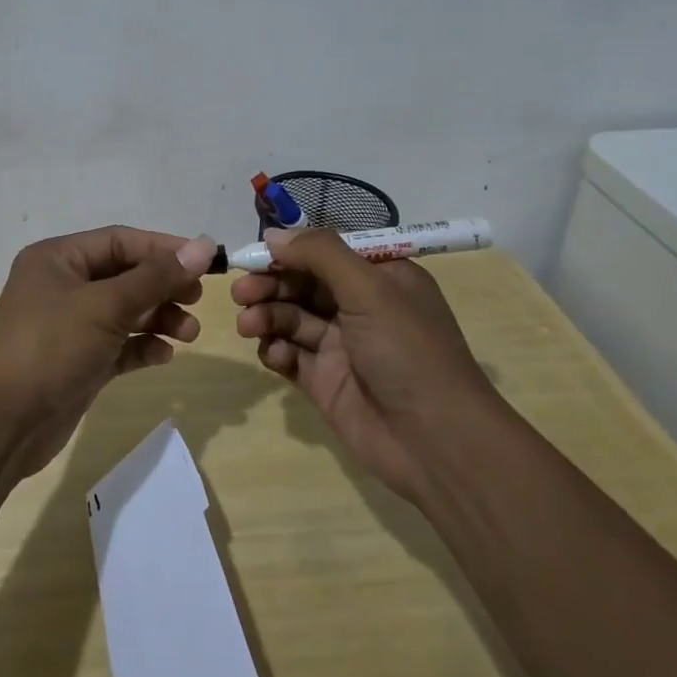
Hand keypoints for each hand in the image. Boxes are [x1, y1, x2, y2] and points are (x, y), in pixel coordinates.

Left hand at [0, 226, 217, 478]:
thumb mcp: (105, 306)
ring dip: (159, 319)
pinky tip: (164, 356)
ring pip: (125, 312)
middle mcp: (63, 286)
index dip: (164, 249)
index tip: (206, 262)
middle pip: (125, 276)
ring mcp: (70, 327)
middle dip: (163, 287)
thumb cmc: (50, 348)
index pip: (120, 241)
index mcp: (59, 259)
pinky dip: (142, 347)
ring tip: (189, 334)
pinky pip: (119, 345)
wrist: (0, 425)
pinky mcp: (78, 362)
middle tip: (197, 300)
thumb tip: (204, 247)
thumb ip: (156, 277)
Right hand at [233, 228, 496, 499]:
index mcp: (381, 277)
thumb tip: (273, 234)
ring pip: (291, 317)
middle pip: (302, 283)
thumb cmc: (407, 351)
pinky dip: (275, 350)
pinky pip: (290, 354)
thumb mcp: (369, 289)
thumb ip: (320, 254)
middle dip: (270, 284)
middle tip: (241, 292)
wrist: (436, 442)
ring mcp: (341, 345)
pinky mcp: (324, 380)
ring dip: (267, 315)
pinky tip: (272, 354)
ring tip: (249, 325)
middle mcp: (360, 306)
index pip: (326, 252)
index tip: (255, 253)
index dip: (290, 250)